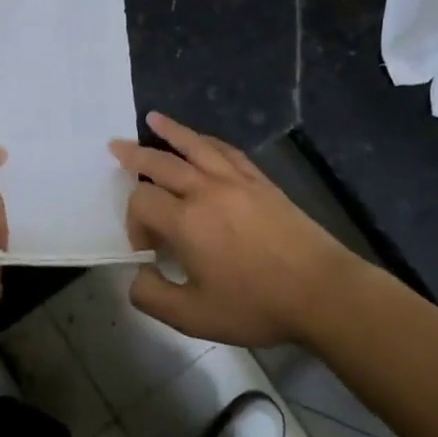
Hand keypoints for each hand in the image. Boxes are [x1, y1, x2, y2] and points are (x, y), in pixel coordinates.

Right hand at [110, 113, 363, 347]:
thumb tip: (137, 276)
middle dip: (135, 155)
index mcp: (186, 222)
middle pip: (162, 162)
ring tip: (152, 118)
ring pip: (195, 146)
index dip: (134, 220)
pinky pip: (228, 151)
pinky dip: (208, 141)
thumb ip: (152, 296)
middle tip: (115, 146)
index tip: (147, 250)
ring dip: (171, 131)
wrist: (321, 292)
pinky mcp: (261, 182)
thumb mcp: (193, 317)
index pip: (142, 201)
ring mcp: (237, 182)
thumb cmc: (256, 305)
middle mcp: (206, 191)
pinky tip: (203, 141)